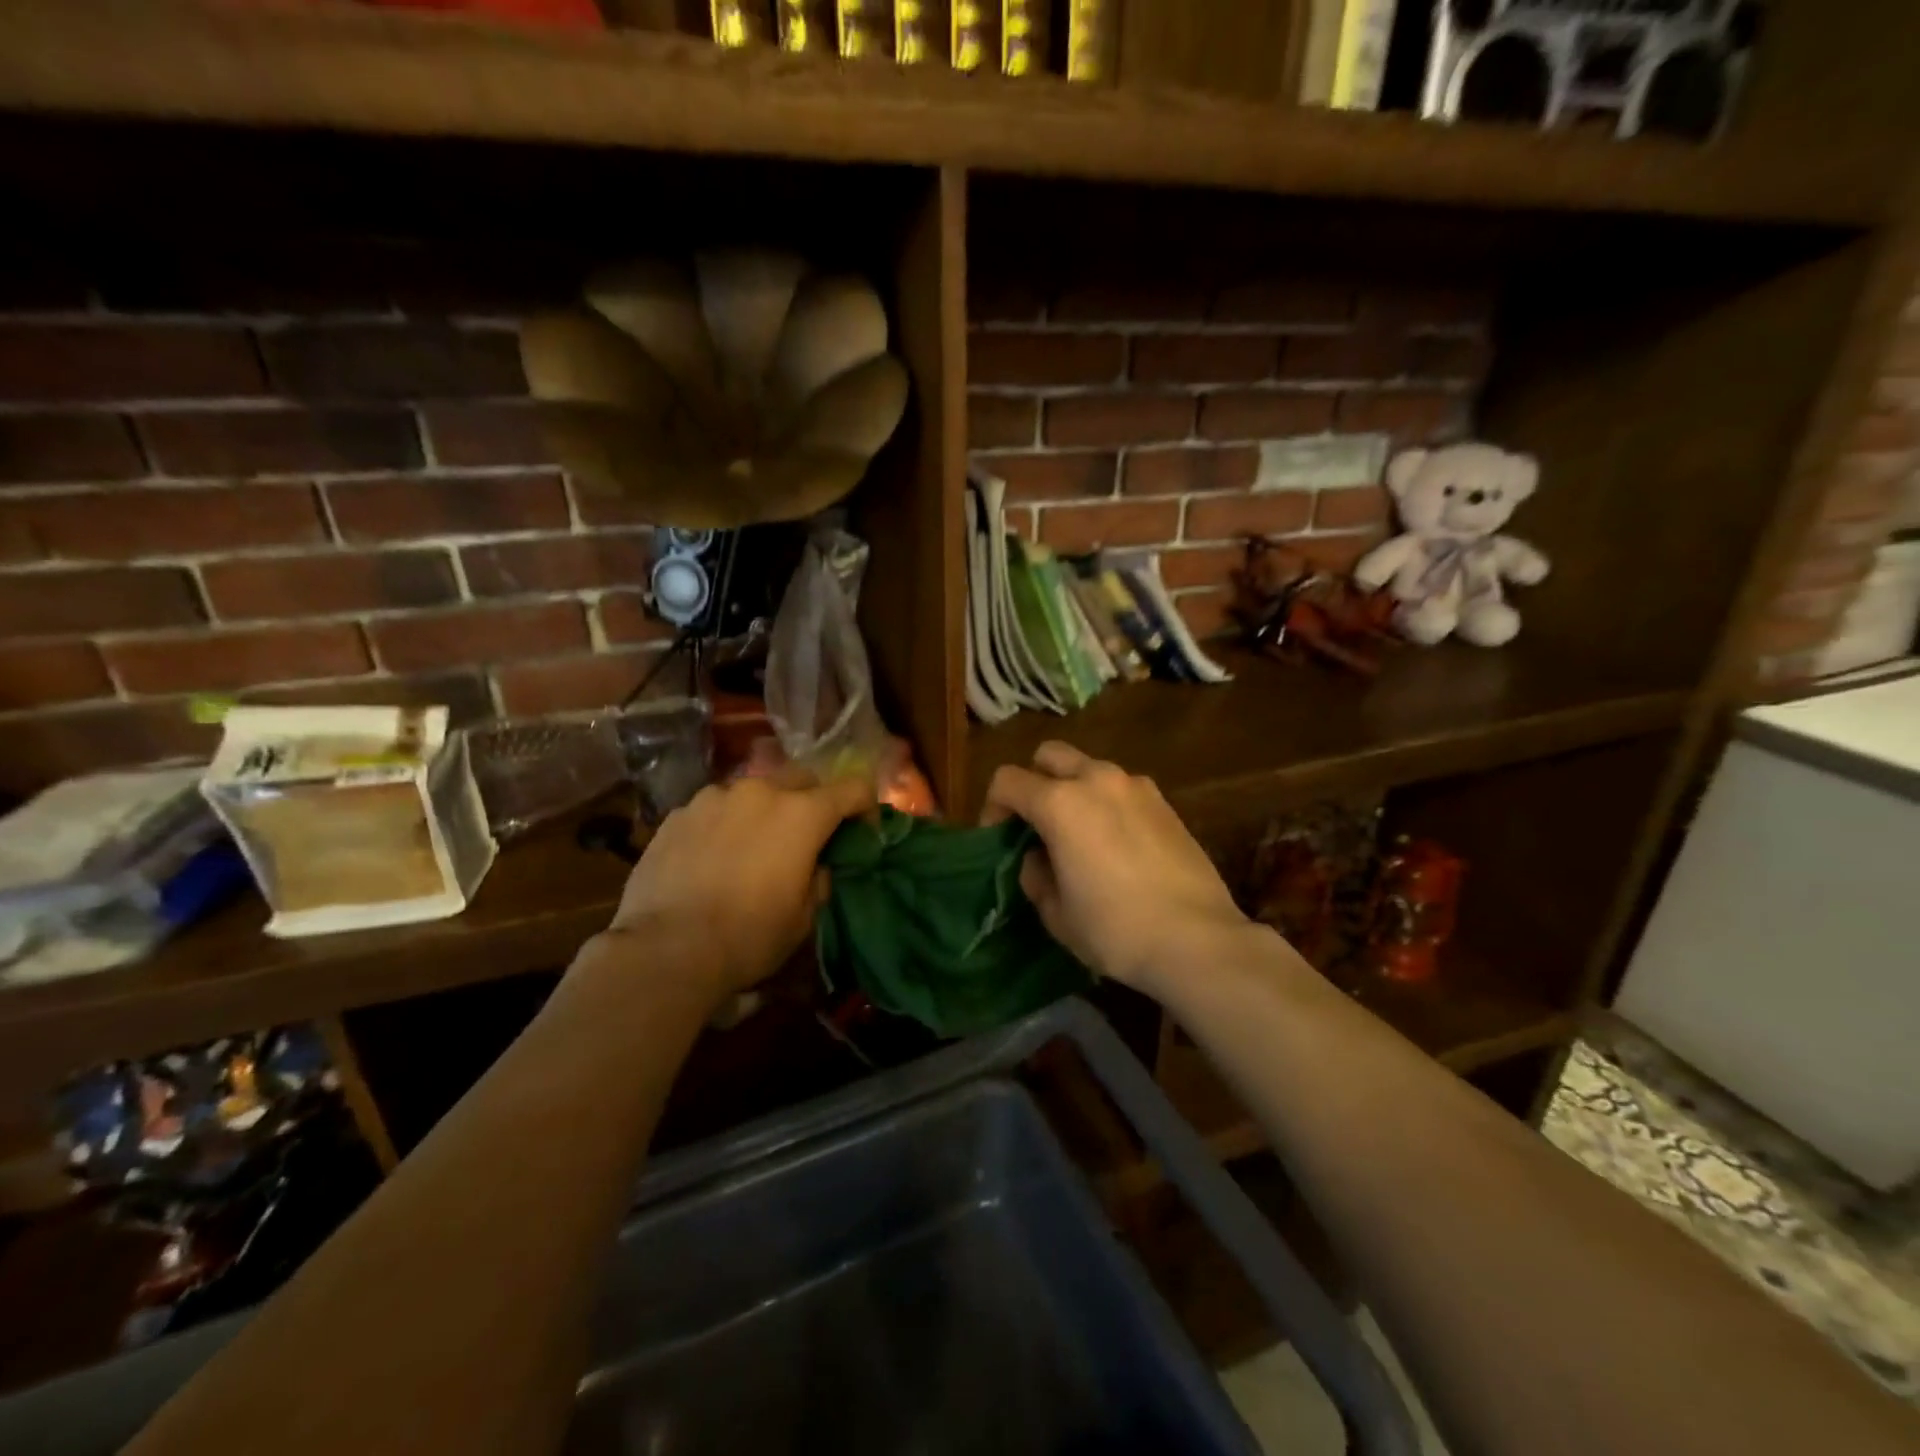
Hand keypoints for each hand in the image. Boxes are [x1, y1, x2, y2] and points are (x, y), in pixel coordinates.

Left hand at [606, 773, 873, 1002]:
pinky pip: (714, 809)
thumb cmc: (749, 936)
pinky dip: (724, 824)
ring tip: (752, 847)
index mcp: (802, 814)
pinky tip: (712, 857)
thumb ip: (818, 878)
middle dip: (813, 800)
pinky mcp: (677, 814)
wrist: (666, 949)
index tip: (863, 830)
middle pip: (802, 778)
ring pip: (753, 791)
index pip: (853, 788)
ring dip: (764, 811)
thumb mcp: (804, 916)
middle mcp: (760, 792)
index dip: (866, 806)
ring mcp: (714, 797)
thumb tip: (815, 864)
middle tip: (806, 836)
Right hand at [982, 743, 1253, 998]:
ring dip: (1073, 789)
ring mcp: (1136, 786)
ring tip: (1079, 834)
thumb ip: (1035, 875)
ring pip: (1089, 768)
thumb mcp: (1056, 913)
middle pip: (1049, 755)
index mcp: (1060, 803)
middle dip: (1033, 781)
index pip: (1007, 780)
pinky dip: (1107, 803)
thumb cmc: (1115, 929)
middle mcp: (1096, 780)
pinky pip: (1121, 788)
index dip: (993, 807)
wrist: (1197, 940)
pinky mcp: (1165, 802)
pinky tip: (1116, 844)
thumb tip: (1038, 857)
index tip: (1000, 839)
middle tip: (1037, 824)